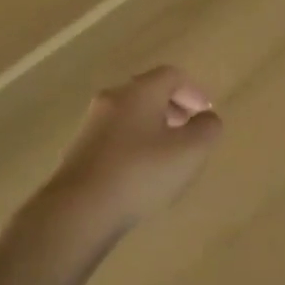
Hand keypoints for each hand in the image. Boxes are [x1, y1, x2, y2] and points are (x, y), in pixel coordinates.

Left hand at [47, 66, 222, 228]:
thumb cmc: (141, 173)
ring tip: (168, 155)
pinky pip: (116, 136)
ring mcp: (92, 125)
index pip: (171, 75)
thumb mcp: (189, 152)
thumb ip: (207, 129)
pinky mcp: (80, 150)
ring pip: (131, 115)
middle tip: (190, 131)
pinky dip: (135, 144)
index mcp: (139, 92)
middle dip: (174, 107)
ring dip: (154, 127)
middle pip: (148, 92)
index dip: (194, 91)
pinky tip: (142, 173)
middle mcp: (112, 100)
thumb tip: (206, 119)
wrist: (78, 210)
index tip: (206, 114)